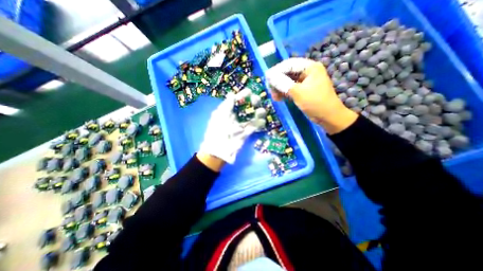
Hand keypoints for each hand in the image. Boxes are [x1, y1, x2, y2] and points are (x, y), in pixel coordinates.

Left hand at [200, 92, 267, 165]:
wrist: (219, 150)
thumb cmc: (217, 131)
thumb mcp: (220, 116)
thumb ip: (227, 105)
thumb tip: (232, 93)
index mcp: (227, 111)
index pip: (237, 101)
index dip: (243, 96)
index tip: (249, 92)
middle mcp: (235, 117)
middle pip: (246, 107)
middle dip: (252, 102)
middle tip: (256, 101)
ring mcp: (241, 125)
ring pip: (252, 116)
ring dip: (258, 112)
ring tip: (261, 111)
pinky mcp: (246, 133)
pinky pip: (254, 127)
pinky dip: (259, 123)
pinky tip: (262, 121)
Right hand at [266, 57, 355, 134]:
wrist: (328, 117)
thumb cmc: (315, 103)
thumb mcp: (298, 92)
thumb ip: (282, 83)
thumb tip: (269, 76)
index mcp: (310, 67)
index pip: (289, 64)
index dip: (277, 71)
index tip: (267, 79)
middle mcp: (307, 72)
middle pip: (288, 72)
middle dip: (278, 81)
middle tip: (270, 90)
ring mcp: (305, 82)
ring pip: (288, 81)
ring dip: (280, 88)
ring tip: (274, 97)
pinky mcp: (303, 90)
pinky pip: (291, 88)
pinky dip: (284, 93)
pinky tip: (279, 98)